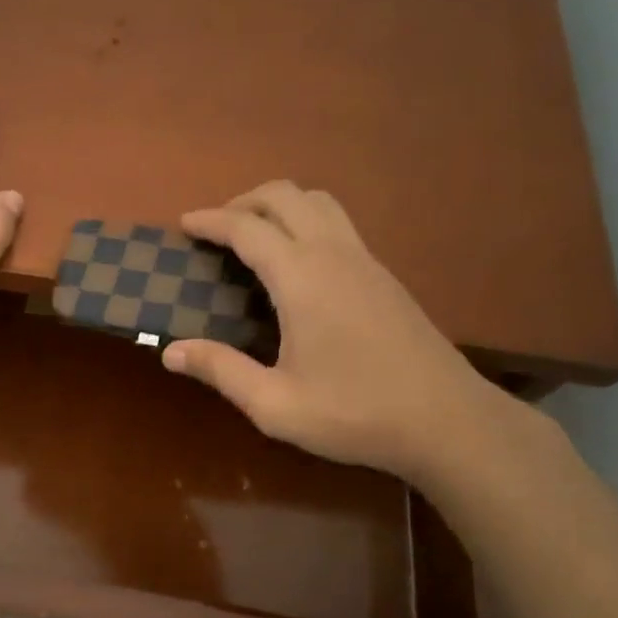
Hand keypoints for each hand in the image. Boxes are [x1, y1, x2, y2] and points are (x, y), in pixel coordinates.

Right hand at [162, 181, 499, 480]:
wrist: (448, 421)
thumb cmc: (355, 413)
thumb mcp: (275, 404)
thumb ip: (221, 371)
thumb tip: (170, 351)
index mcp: (303, 279)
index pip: (248, 228)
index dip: (212, 221)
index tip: (184, 223)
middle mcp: (335, 255)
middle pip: (286, 196)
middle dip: (244, 201)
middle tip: (216, 227)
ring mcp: (366, 261)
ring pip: (319, 203)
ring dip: (280, 205)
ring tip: (254, 235)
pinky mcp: (385, 276)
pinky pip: (339, 224)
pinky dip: (306, 222)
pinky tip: (296, 263)